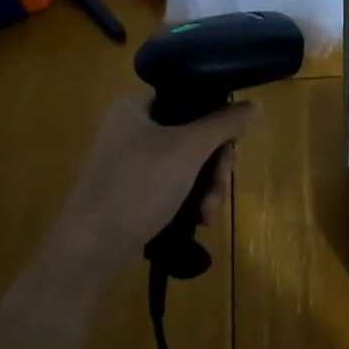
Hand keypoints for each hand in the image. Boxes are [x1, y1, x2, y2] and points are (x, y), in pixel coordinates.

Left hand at [54, 99, 257, 266]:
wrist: (92, 248)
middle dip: (214, 166)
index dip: (216, 120)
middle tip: (220, 187)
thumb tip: (255, 106)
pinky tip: (200, 221)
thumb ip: (224, 124)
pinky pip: (174, 187)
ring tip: (209, 213)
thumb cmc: (138, 186)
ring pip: (187, 166)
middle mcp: (131, 130)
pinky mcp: (134, 194)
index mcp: (134, 108)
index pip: (188, 100)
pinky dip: (191, 201)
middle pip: (193, 136)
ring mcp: (131, 164)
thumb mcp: (188, 149)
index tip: (230, 146)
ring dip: (207, 188)